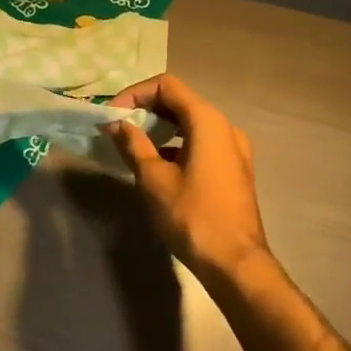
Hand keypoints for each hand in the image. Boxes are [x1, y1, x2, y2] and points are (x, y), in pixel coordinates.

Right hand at [104, 74, 270, 285]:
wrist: (236, 264)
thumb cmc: (192, 216)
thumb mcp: (154, 179)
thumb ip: (133, 145)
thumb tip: (116, 124)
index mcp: (208, 121)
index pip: (167, 86)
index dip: (136, 93)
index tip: (113, 114)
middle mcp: (225, 127)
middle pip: (180, 101)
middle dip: (146, 109)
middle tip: (119, 127)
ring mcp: (234, 148)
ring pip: (191, 123)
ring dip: (161, 128)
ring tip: (134, 145)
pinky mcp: (234, 169)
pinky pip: (202, 143)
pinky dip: (177, 144)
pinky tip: (158, 165)